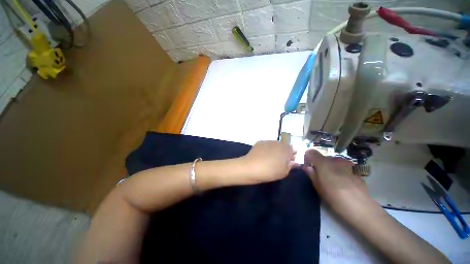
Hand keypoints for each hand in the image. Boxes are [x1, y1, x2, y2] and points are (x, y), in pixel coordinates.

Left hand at [240, 141, 296, 183]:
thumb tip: (293, 161)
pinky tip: (262, 156)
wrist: (251, 167)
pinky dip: (266, 149)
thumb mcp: (284, 172)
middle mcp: (277, 142)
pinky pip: (266, 145)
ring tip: (269, 158)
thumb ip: (290, 165)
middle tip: (278, 160)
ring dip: (275, 149)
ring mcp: (268, 141)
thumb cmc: (270, 171)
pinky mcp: (259, 142)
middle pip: (283, 145)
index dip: (291, 155)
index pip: (292, 149)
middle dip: (283, 151)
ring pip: (274, 144)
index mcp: (286, 149)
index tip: (288, 161)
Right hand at [302, 149, 369, 214]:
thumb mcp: (318, 187)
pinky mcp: (355, 171)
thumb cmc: (334, 197)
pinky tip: (343, 184)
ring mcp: (346, 165)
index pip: (311, 152)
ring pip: (333, 163)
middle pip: (323, 158)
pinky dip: (340, 172)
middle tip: (319, 177)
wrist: (360, 206)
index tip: (308, 167)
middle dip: (319, 164)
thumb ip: (311, 174)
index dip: (307, 157)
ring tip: (332, 181)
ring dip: (330, 168)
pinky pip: (343, 168)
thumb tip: (306, 167)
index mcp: (323, 163)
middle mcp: (334, 160)